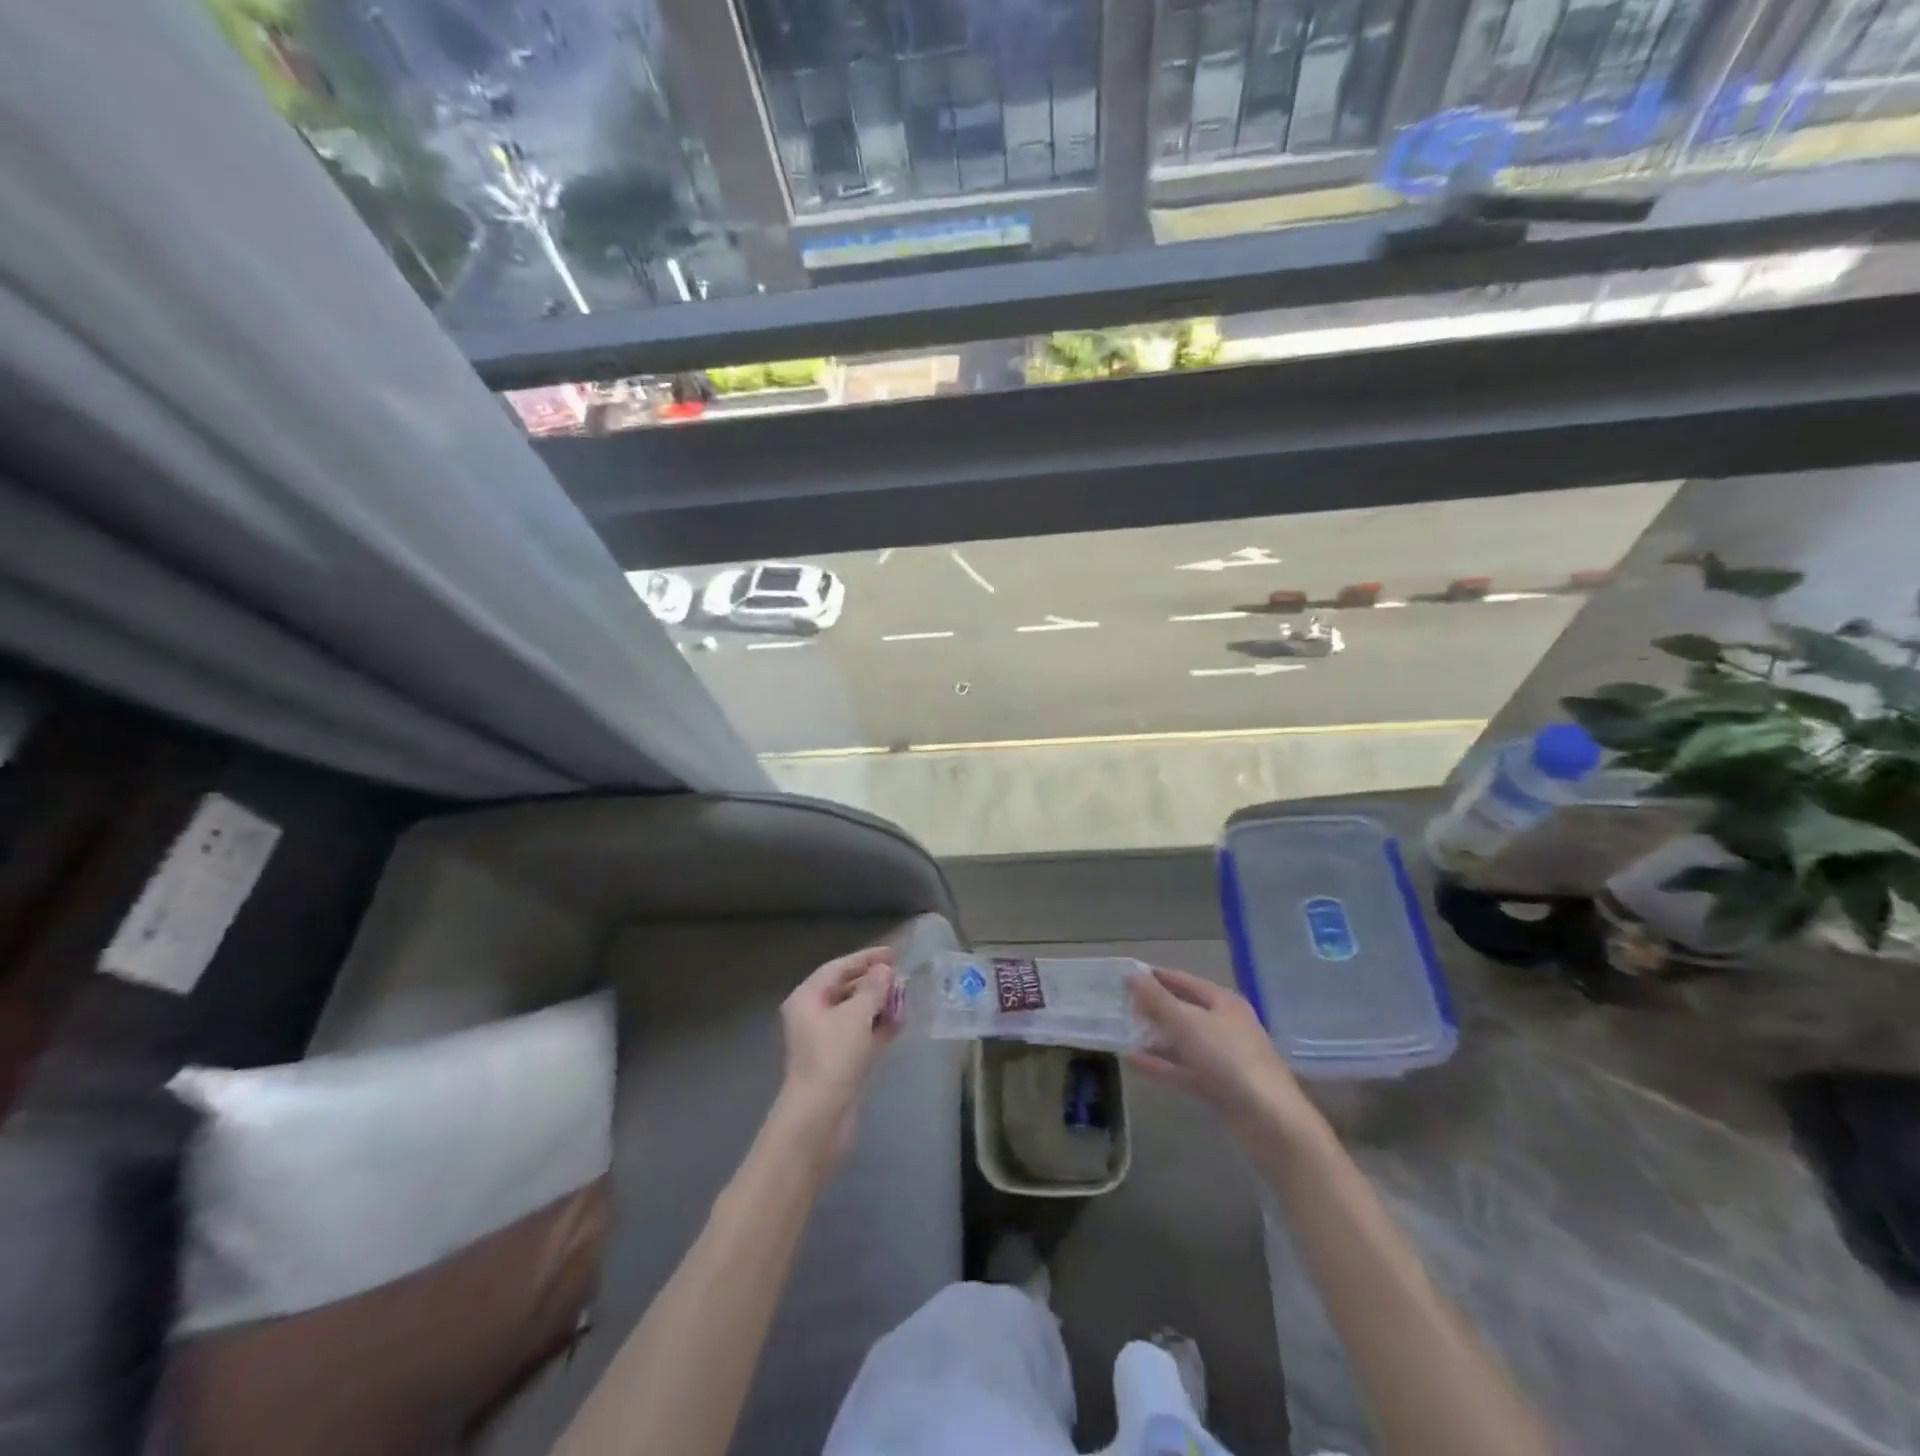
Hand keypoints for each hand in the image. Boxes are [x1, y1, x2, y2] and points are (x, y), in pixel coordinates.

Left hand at [775, 946, 899, 1162]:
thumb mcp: (856, 1016)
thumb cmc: (833, 1057)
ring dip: (879, 1005)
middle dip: (874, 983)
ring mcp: (826, 1041)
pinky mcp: (839, 1062)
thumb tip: (884, 970)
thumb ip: (873, 988)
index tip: (893, 954)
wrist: (820, 1118)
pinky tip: (900, 1022)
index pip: (838, 968)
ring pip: (856, 1014)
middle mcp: (813, 1015)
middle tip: (902, 977)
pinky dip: (878, 1027)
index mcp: (807, 998)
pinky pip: (861, 1035)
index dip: (865, 958)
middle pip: (846, 989)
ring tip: (906, 997)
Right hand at [1127, 967, 1320, 1142]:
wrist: (1269, 1120)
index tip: (1125, 977)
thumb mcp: (1188, 1022)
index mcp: (1223, 1002)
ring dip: (1154, 1037)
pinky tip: (1132, 1060)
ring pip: (1181, 1041)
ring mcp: (1221, 1058)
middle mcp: (1223, 1025)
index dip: (1155, 977)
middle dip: (1153, 1008)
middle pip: (1183, 1010)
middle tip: (1120, 1006)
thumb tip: (1131, 974)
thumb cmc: (1229, 1059)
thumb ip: (1157, 999)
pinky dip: (1159, 1064)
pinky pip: (1182, 1069)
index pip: (1183, 981)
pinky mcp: (1216, 1086)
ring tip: (1122, 1033)